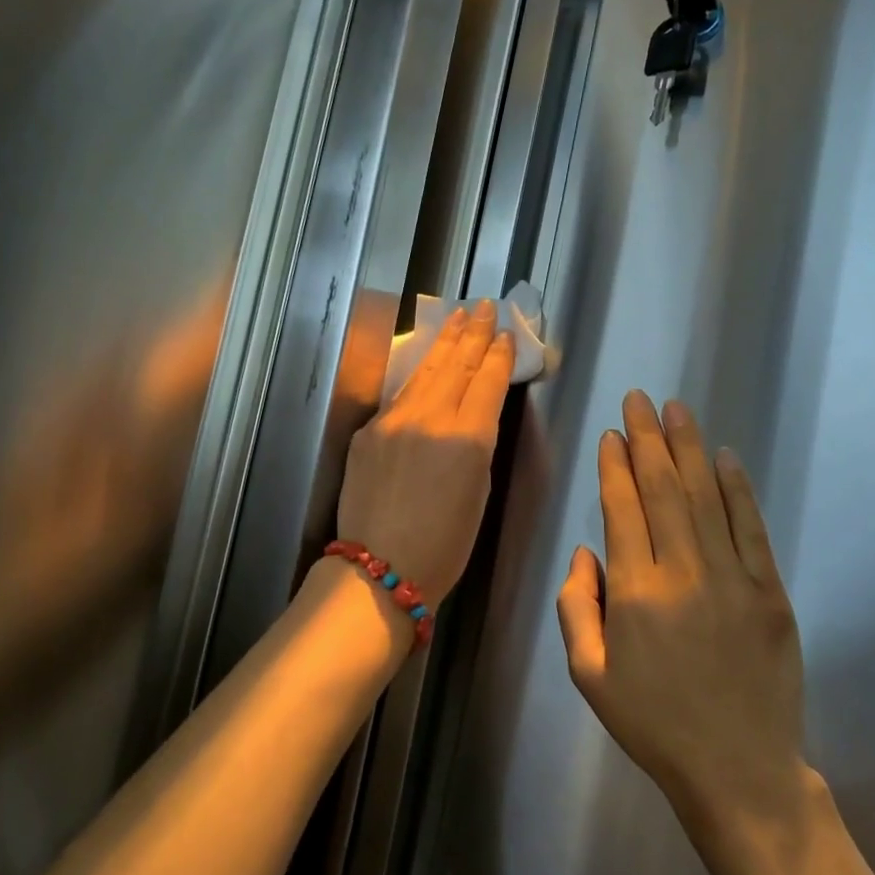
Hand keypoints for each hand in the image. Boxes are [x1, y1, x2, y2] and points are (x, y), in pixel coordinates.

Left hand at [337, 301, 514, 603]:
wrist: (379, 568)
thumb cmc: (445, 546)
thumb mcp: (480, 491)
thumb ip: (478, 444)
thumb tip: (473, 414)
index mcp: (469, 439)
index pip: (487, 382)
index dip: (498, 355)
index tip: (506, 334)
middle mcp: (431, 419)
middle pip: (456, 365)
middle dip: (473, 333)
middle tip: (484, 307)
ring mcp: (394, 421)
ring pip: (425, 371)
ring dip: (444, 342)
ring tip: (458, 317)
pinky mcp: (368, 430)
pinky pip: (399, 395)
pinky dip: (417, 374)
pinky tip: (425, 359)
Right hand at [557, 392, 809, 833]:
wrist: (739, 770)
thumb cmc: (654, 724)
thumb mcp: (590, 675)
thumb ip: (576, 607)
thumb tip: (586, 552)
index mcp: (635, 593)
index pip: (622, 509)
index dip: (615, 467)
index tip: (612, 434)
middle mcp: (683, 573)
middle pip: (663, 489)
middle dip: (648, 439)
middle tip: (640, 400)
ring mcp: (733, 579)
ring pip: (705, 497)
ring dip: (689, 449)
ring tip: (676, 410)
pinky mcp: (770, 592)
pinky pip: (750, 527)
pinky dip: (737, 489)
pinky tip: (724, 458)